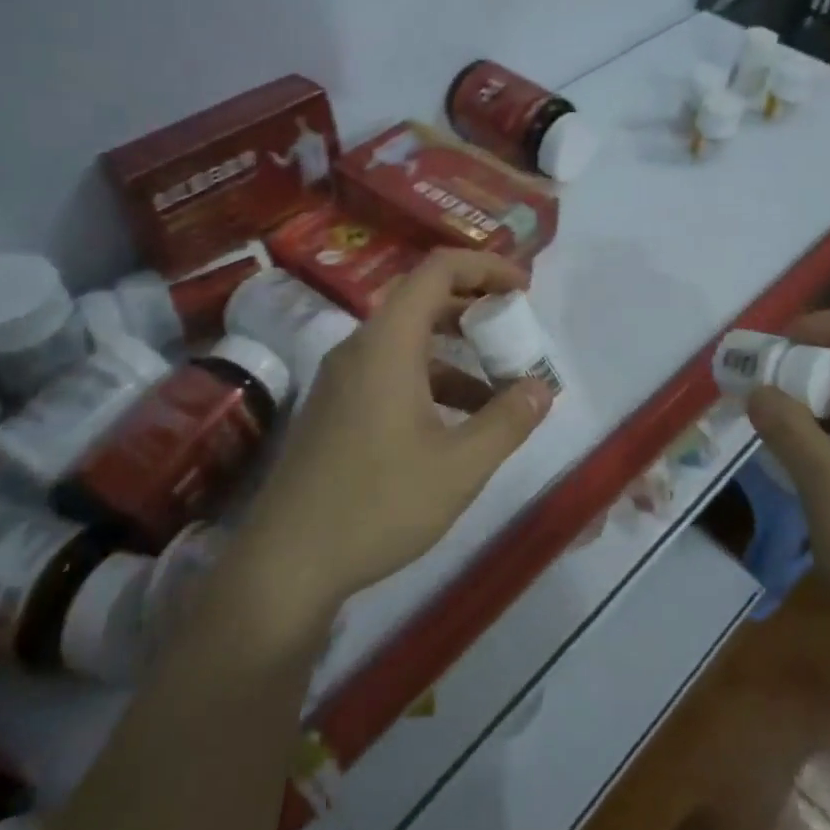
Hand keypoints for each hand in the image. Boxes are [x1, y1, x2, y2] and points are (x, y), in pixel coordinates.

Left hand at [242, 250, 553, 615]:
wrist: (287, 562)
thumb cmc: (378, 504)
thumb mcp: (459, 466)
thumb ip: (507, 420)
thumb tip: (542, 387)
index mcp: (387, 344)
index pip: (438, 270)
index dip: (486, 267)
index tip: (523, 290)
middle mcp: (360, 349)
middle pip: (423, 302)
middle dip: (476, 311)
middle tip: (517, 335)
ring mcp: (342, 380)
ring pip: (409, 344)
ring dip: (458, 355)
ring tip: (502, 391)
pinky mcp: (336, 409)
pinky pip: (392, 373)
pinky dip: (432, 382)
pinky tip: (459, 424)